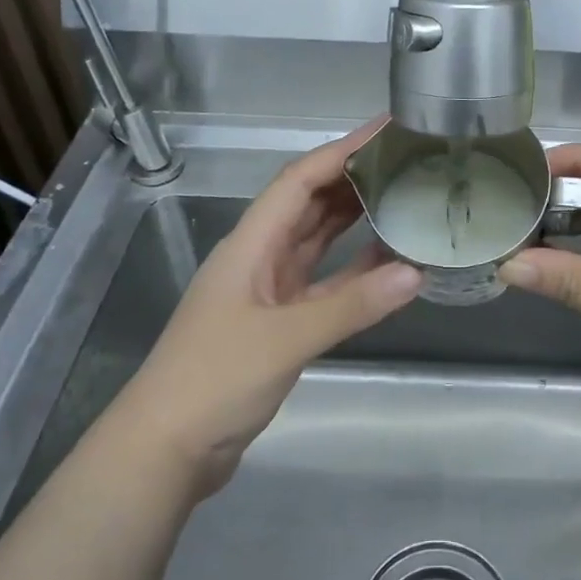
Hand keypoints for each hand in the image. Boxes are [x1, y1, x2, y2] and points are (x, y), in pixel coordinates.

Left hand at [112, 119, 420, 497]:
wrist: (164, 451)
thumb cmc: (213, 381)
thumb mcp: (283, 339)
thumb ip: (350, 305)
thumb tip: (415, 272)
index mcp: (250, 244)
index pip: (300, 180)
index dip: (343, 150)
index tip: (387, 128)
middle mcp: (259, 257)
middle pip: (309, 202)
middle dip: (353, 176)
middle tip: (407, 159)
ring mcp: (268, 291)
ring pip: (317, 240)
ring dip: (355, 219)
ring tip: (403, 196)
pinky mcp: (278, 323)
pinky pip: (324, 283)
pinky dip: (354, 271)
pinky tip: (389, 264)